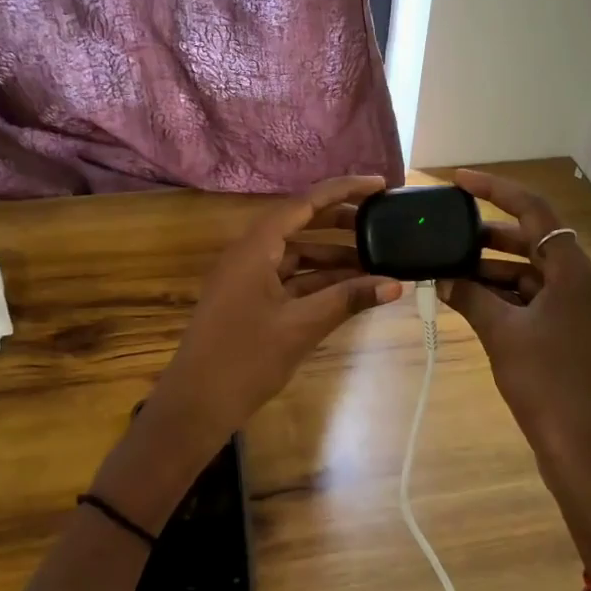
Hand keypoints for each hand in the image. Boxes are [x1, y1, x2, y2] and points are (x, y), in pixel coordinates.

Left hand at [94, 176, 402, 527]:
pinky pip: (290, 278)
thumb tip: (395, 284)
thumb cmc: (245, 359)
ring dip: (334, 257)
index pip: (305, 203)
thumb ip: (348, 300)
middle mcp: (250, 253)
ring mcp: (248, 277)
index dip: (344, 190)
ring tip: (375, 260)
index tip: (380, 185)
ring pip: (298, 254)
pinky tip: (350, 289)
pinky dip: (319, 281)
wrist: (195, 405)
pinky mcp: (250, 300)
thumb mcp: (302, 327)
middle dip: (342, 223)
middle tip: (382, 223)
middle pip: (301, 224)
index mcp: (256, 247)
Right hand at [442, 169, 590, 572]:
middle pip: (531, 239)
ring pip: (527, 271)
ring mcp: (575, 308)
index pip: (534, 211)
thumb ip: (470, 297)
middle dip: (486, 234)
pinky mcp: (567, 332)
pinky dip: (500, 295)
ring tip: (445, 267)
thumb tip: (441, 278)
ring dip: (489, 268)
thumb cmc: (548, 383)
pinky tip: (465, 298)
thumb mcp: (502, 334)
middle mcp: (579, 281)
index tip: (459, 180)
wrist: (585, 451)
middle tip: (444, 231)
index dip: (495, 189)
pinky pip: (530, 298)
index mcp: (574, 271)